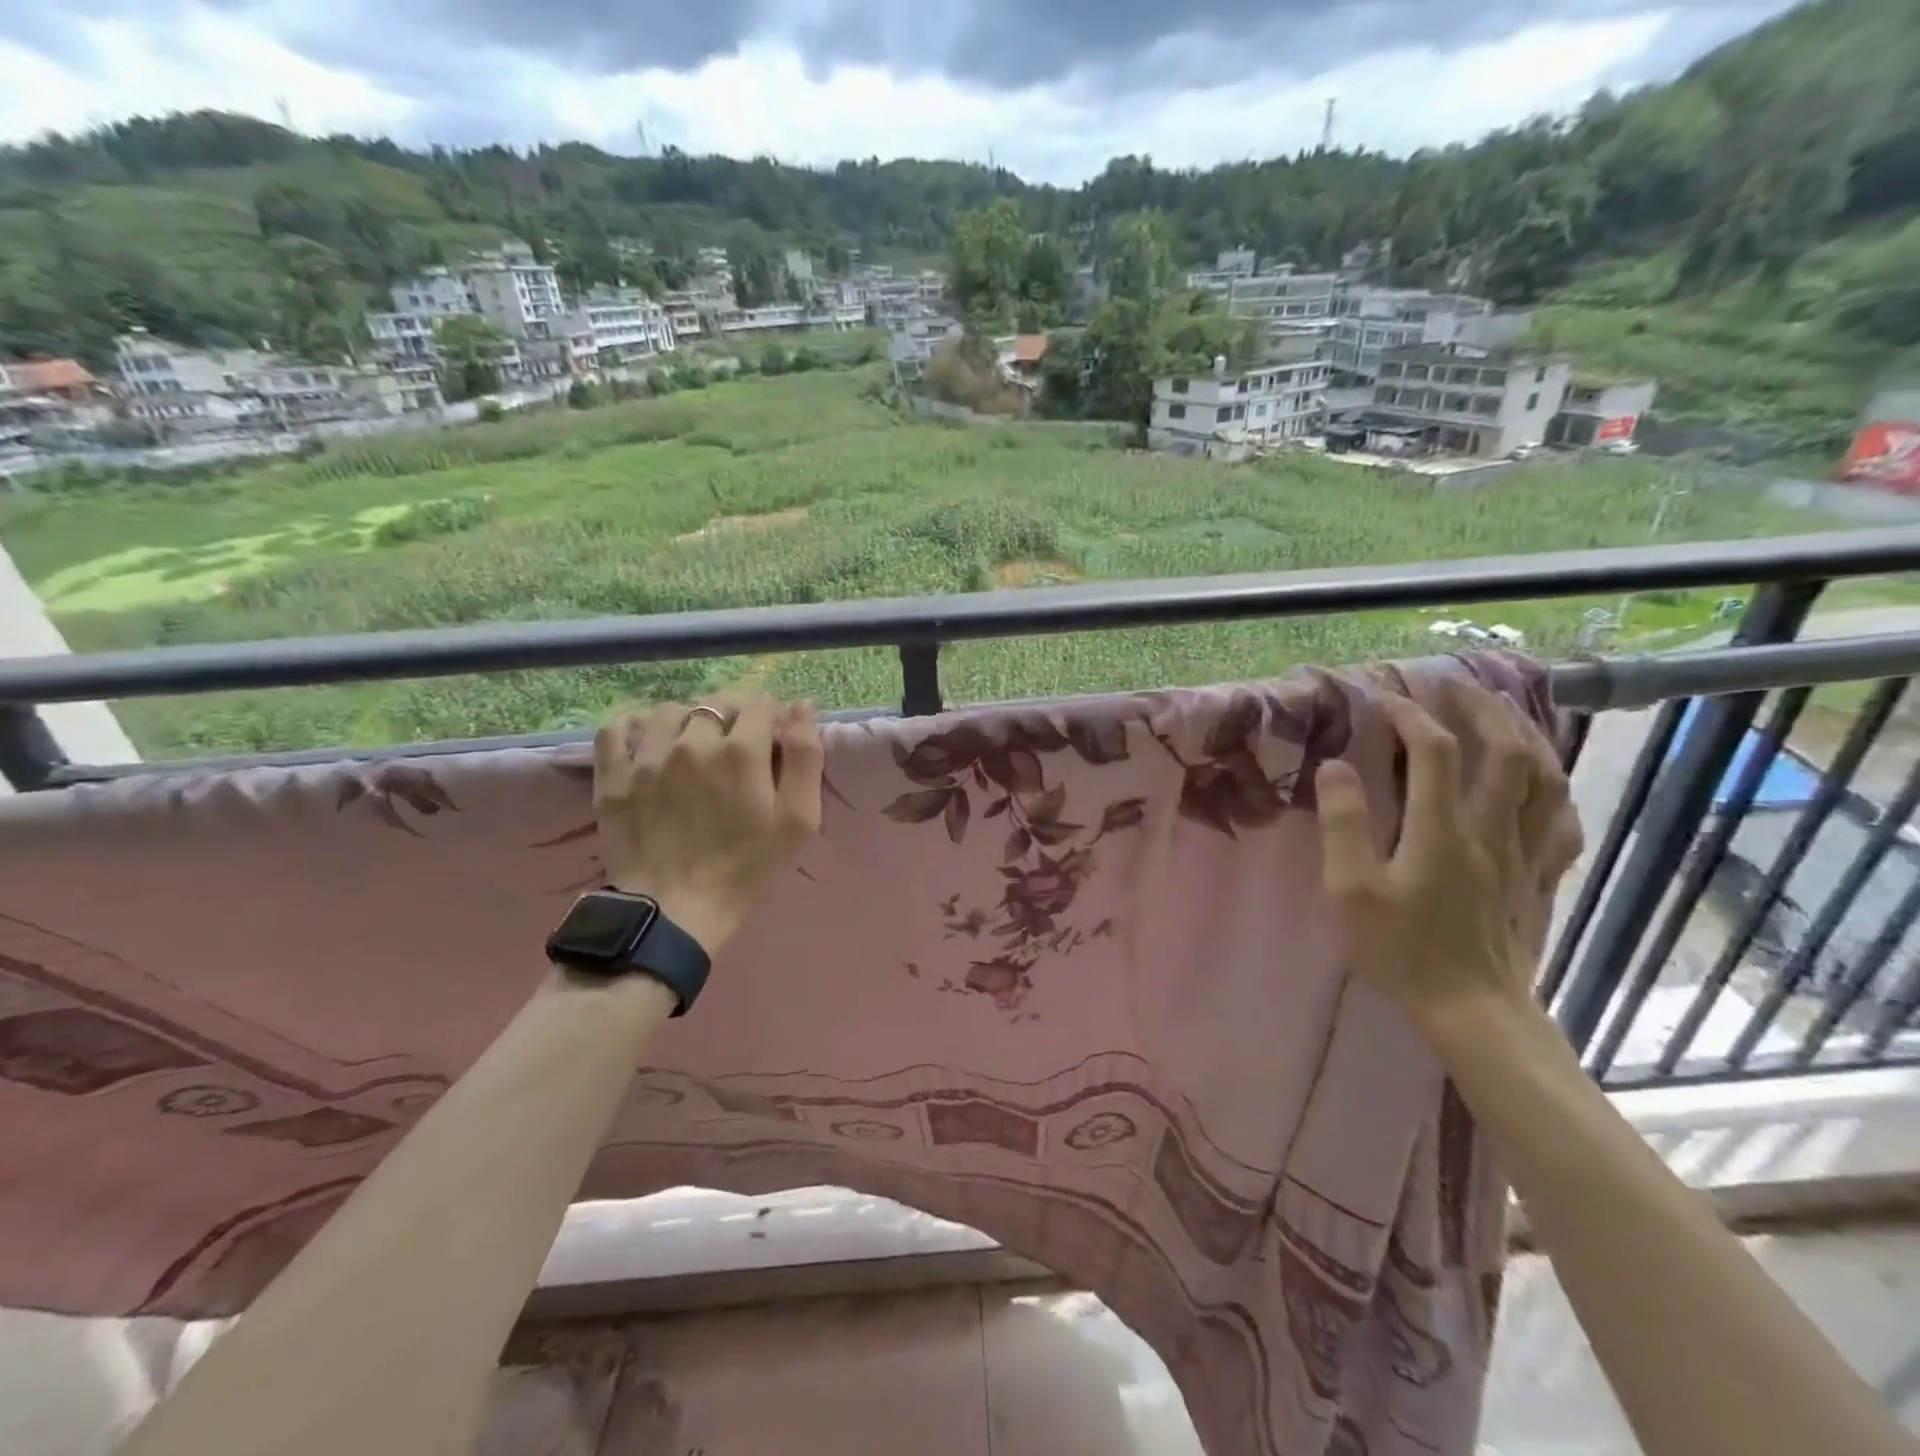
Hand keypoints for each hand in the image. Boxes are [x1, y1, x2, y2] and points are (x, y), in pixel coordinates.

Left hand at [593, 695, 823, 954]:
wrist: (675, 912)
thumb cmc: (747, 868)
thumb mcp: (799, 819)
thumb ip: (805, 757)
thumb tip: (803, 706)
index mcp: (741, 750)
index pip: (761, 704)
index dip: (773, 718)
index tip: (774, 742)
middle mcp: (691, 741)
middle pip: (717, 704)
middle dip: (734, 719)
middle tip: (737, 752)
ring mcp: (647, 757)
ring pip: (670, 711)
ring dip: (687, 721)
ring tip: (693, 748)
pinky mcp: (613, 777)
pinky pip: (617, 729)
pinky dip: (634, 729)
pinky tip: (649, 746)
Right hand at [1315, 677, 1583, 1025]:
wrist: (1473, 1009)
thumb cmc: (1401, 949)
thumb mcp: (1352, 889)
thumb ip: (1344, 824)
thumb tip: (1335, 767)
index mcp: (1442, 830)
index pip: (1433, 750)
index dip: (1410, 714)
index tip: (1383, 697)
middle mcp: (1493, 829)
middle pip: (1506, 750)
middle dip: (1480, 708)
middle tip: (1454, 686)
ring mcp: (1526, 852)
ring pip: (1545, 777)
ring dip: (1525, 734)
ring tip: (1503, 713)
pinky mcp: (1542, 876)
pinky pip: (1563, 819)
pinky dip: (1555, 786)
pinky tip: (1543, 779)